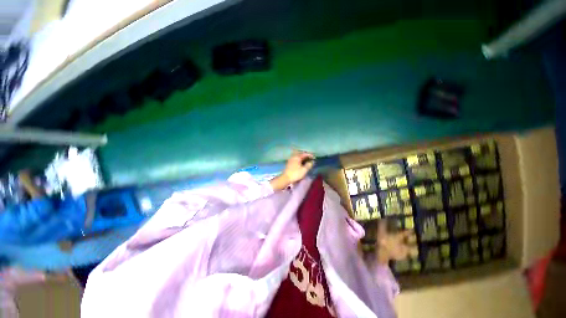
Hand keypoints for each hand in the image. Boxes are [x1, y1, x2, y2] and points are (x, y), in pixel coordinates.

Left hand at [270, 151, 314, 190]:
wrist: (285, 178)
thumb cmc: (295, 174)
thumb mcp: (304, 170)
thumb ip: (309, 165)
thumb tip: (312, 162)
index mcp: (297, 157)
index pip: (305, 154)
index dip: (310, 155)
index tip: (314, 157)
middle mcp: (293, 156)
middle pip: (301, 153)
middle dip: (306, 155)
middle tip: (310, 158)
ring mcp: (290, 159)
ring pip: (297, 156)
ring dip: (302, 157)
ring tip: (306, 160)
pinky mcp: (289, 163)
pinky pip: (295, 158)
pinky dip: (299, 159)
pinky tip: (301, 162)